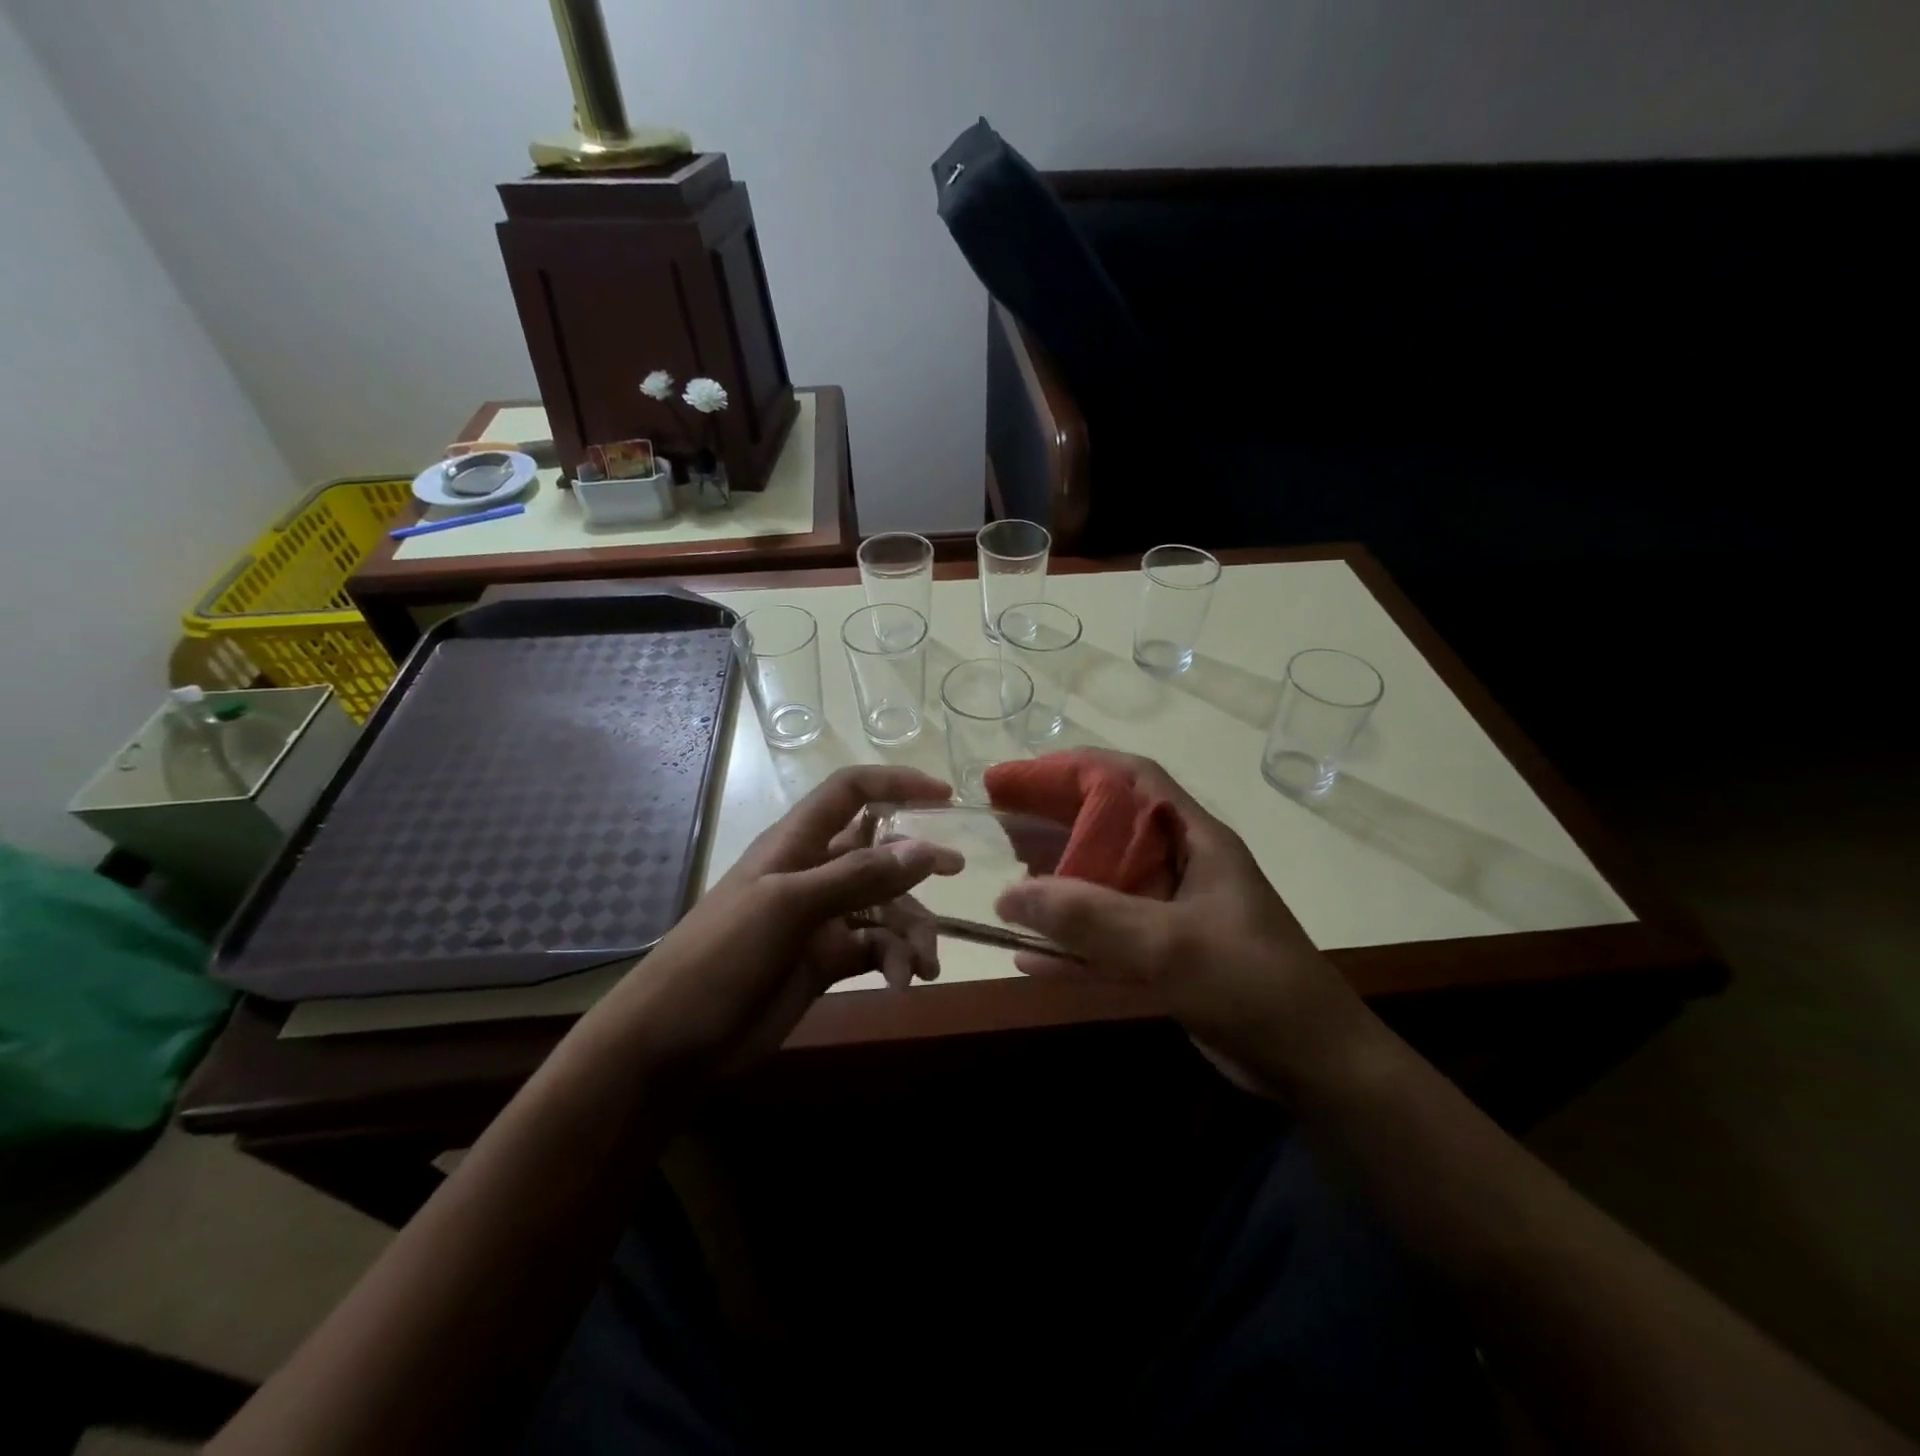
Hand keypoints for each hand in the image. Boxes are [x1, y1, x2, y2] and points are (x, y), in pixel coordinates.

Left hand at [604, 766, 961, 1075]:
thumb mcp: (788, 908)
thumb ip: (858, 877)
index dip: (896, 784)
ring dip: (911, 931)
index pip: (851, 792)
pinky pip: (876, 948)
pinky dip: (895, 961)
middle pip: (878, 852)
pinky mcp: (826, 961)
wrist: (673, 1043)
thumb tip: (926, 850)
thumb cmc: (721, 957)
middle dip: (916, 864)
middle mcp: (813, 873)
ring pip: (885, 907)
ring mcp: (821, 919)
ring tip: (924, 965)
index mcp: (796, 843)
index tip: (944, 796)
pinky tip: (901, 983)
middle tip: (956, 875)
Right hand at [992, 751, 1380, 1097]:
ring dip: (1057, 881)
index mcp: (1194, 840)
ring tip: (1007, 880)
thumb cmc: (1252, 985)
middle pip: (1107, 828)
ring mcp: (1172, 913)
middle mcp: (1180, 866)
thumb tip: (1009, 895)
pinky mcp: (1166, 956)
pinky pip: (1107, 939)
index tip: (1018, 778)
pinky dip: (1070, 944)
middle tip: (999, 823)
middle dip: (1053, 820)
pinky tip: (1028, 956)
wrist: (1315, 1067)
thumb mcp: (1170, 944)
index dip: (1073, 769)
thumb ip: (1090, 918)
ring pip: (1102, 884)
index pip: (1131, 779)